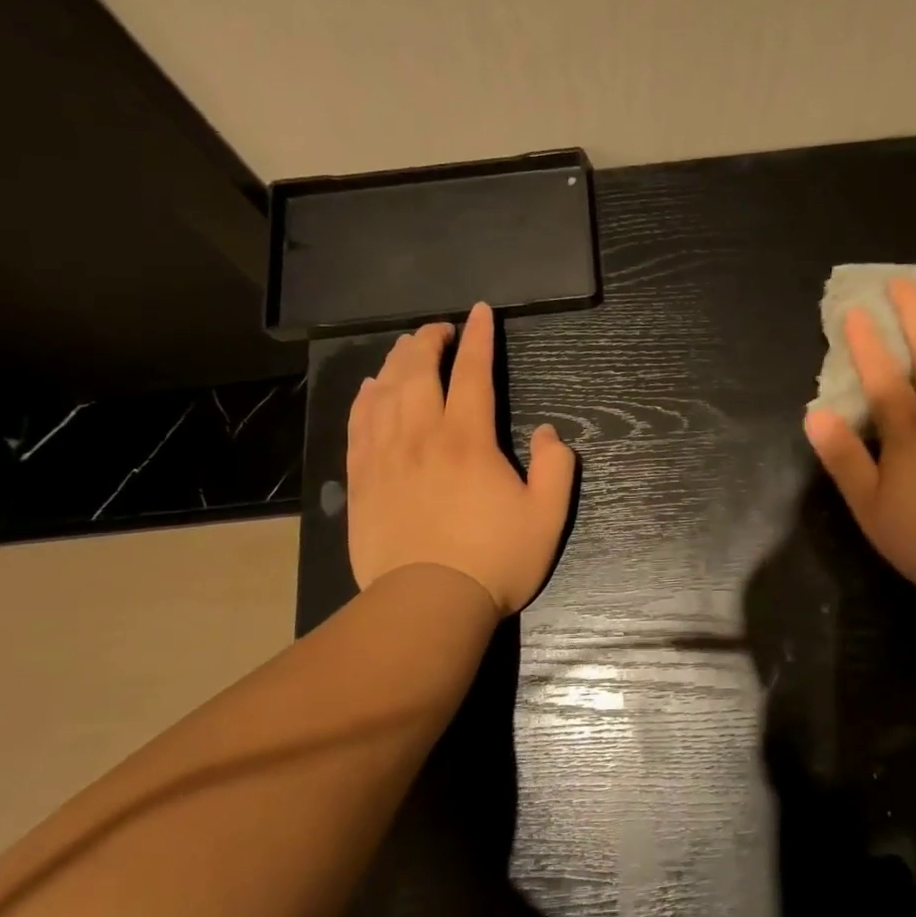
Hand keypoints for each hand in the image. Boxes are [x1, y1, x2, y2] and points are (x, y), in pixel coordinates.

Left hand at [347, 303, 575, 615]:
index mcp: (469, 440)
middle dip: (430, 340)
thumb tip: (550, 433)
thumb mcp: (547, 518)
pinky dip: (365, 398)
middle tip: (440, 328)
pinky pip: (358, 424)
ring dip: (397, 361)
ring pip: (385, 391)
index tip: (480, 312)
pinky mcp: (361, 480)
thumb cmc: (494, 560)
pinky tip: (371, 389)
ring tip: (406, 347)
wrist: (427, 604)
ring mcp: (386, 457)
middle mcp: (422, 436)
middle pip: (419, 371)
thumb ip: (557, 468)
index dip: (480, 338)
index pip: (474, 373)